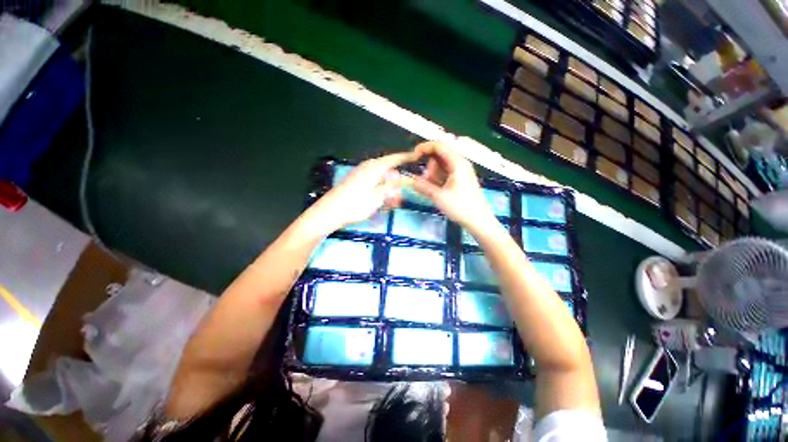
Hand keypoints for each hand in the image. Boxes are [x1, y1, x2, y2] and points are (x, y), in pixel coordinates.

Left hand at [308, 152, 420, 233]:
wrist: (330, 212)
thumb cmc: (355, 205)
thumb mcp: (377, 198)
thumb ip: (390, 187)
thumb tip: (402, 178)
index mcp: (374, 169)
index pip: (393, 159)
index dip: (405, 157)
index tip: (416, 156)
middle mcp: (367, 167)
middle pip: (387, 168)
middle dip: (396, 180)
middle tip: (399, 195)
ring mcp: (360, 173)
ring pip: (380, 175)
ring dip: (387, 186)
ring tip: (390, 201)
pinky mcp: (355, 180)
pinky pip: (372, 180)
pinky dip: (379, 187)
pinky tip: (379, 198)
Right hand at [408, 142, 497, 233]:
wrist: (478, 221)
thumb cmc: (461, 207)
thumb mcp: (439, 197)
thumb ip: (422, 186)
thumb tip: (407, 180)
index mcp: (457, 163)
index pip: (439, 146)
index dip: (425, 147)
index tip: (413, 155)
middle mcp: (460, 164)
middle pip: (438, 157)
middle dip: (430, 168)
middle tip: (428, 183)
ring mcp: (461, 172)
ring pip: (440, 167)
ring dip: (433, 176)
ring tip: (434, 191)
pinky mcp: (460, 179)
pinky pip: (444, 174)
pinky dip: (438, 180)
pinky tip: (437, 192)